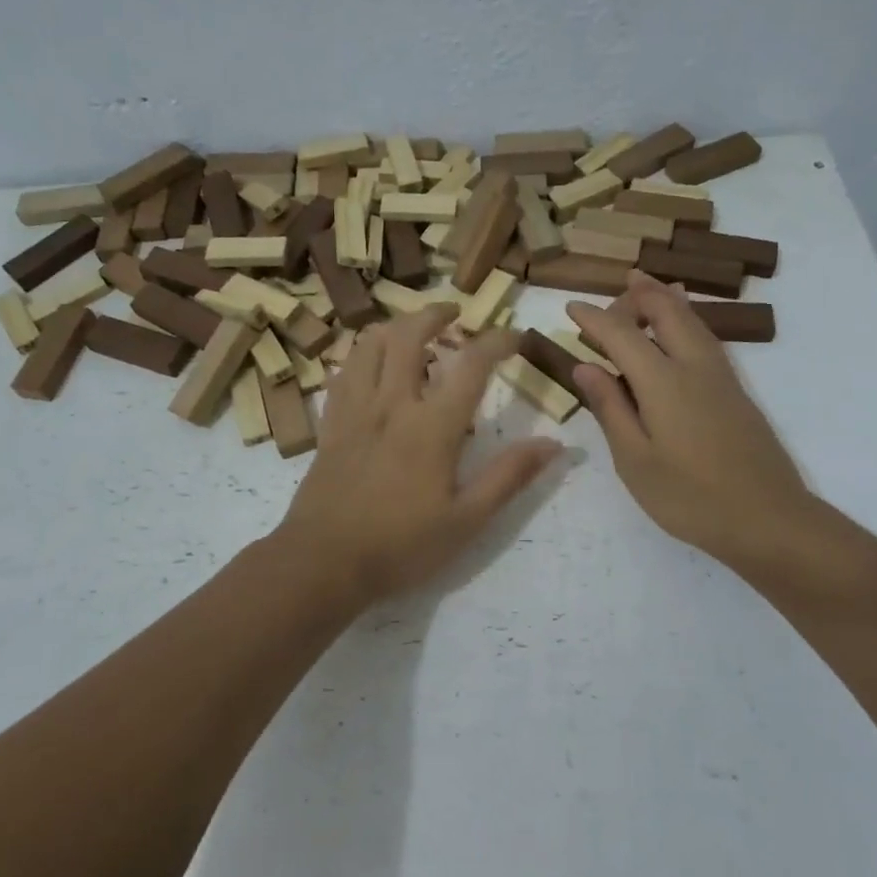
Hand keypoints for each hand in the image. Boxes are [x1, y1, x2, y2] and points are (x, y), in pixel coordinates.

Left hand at [275, 307, 562, 603]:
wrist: (322, 563)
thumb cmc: (401, 546)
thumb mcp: (467, 521)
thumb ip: (509, 477)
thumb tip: (554, 444)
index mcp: (432, 426)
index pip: (471, 364)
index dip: (497, 341)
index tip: (515, 337)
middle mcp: (391, 404)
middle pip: (408, 335)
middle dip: (434, 314)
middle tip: (454, 313)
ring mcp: (355, 411)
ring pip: (368, 345)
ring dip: (394, 326)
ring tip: (412, 330)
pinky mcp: (330, 425)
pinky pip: (342, 373)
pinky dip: (360, 355)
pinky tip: (369, 364)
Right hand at [568, 271, 814, 571]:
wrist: (768, 520)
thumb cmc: (690, 497)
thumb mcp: (635, 460)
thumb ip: (610, 408)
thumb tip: (585, 367)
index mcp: (663, 382)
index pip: (622, 334)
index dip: (594, 318)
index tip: (570, 307)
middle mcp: (695, 367)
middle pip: (666, 311)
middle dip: (638, 294)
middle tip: (614, 290)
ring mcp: (722, 377)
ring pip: (692, 320)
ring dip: (666, 298)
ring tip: (648, 283)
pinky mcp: (736, 393)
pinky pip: (706, 337)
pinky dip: (687, 318)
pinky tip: (683, 327)